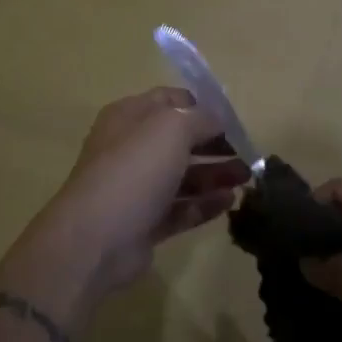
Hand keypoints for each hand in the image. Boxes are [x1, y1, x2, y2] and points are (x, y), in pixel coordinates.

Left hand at [32, 88, 248, 301]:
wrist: (95, 240)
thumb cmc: (134, 170)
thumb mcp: (173, 128)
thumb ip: (201, 119)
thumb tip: (217, 121)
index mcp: (130, 117)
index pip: (171, 101)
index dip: (203, 107)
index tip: (234, 121)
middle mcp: (131, 148)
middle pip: (180, 140)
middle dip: (215, 144)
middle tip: (247, 153)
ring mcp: (136, 188)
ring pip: (183, 176)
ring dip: (215, 175)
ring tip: (246, 179)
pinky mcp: (144, 223)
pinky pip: (180, 208)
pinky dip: (204, 204)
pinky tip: (230, 202)